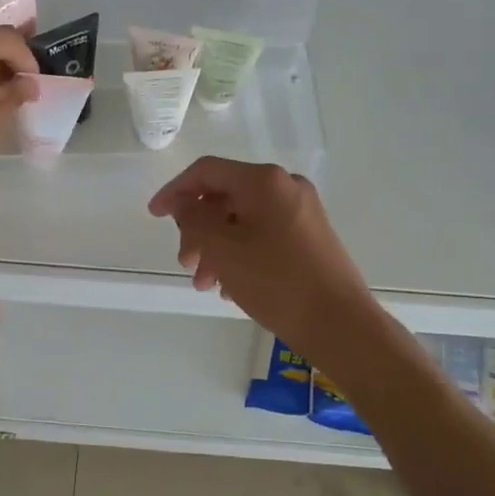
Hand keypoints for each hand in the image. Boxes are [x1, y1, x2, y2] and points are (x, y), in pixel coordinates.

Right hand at [149, 158, 378, 354]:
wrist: (340, 324)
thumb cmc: (276, 282)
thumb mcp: (222, 249)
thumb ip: (194, 219)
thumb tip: (184, 203)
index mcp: (264, 181)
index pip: (207, 171)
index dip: (175, 191)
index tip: (154, 216)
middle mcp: (285, 186)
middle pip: (225, 196)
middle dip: (197, 228)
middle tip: (185, 262)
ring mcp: (301, 210)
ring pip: (242, 219)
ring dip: (216, 246)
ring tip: (205, 283)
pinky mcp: (310, 235)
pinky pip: (262, 233)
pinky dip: (240, 252)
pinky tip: (230, 285)